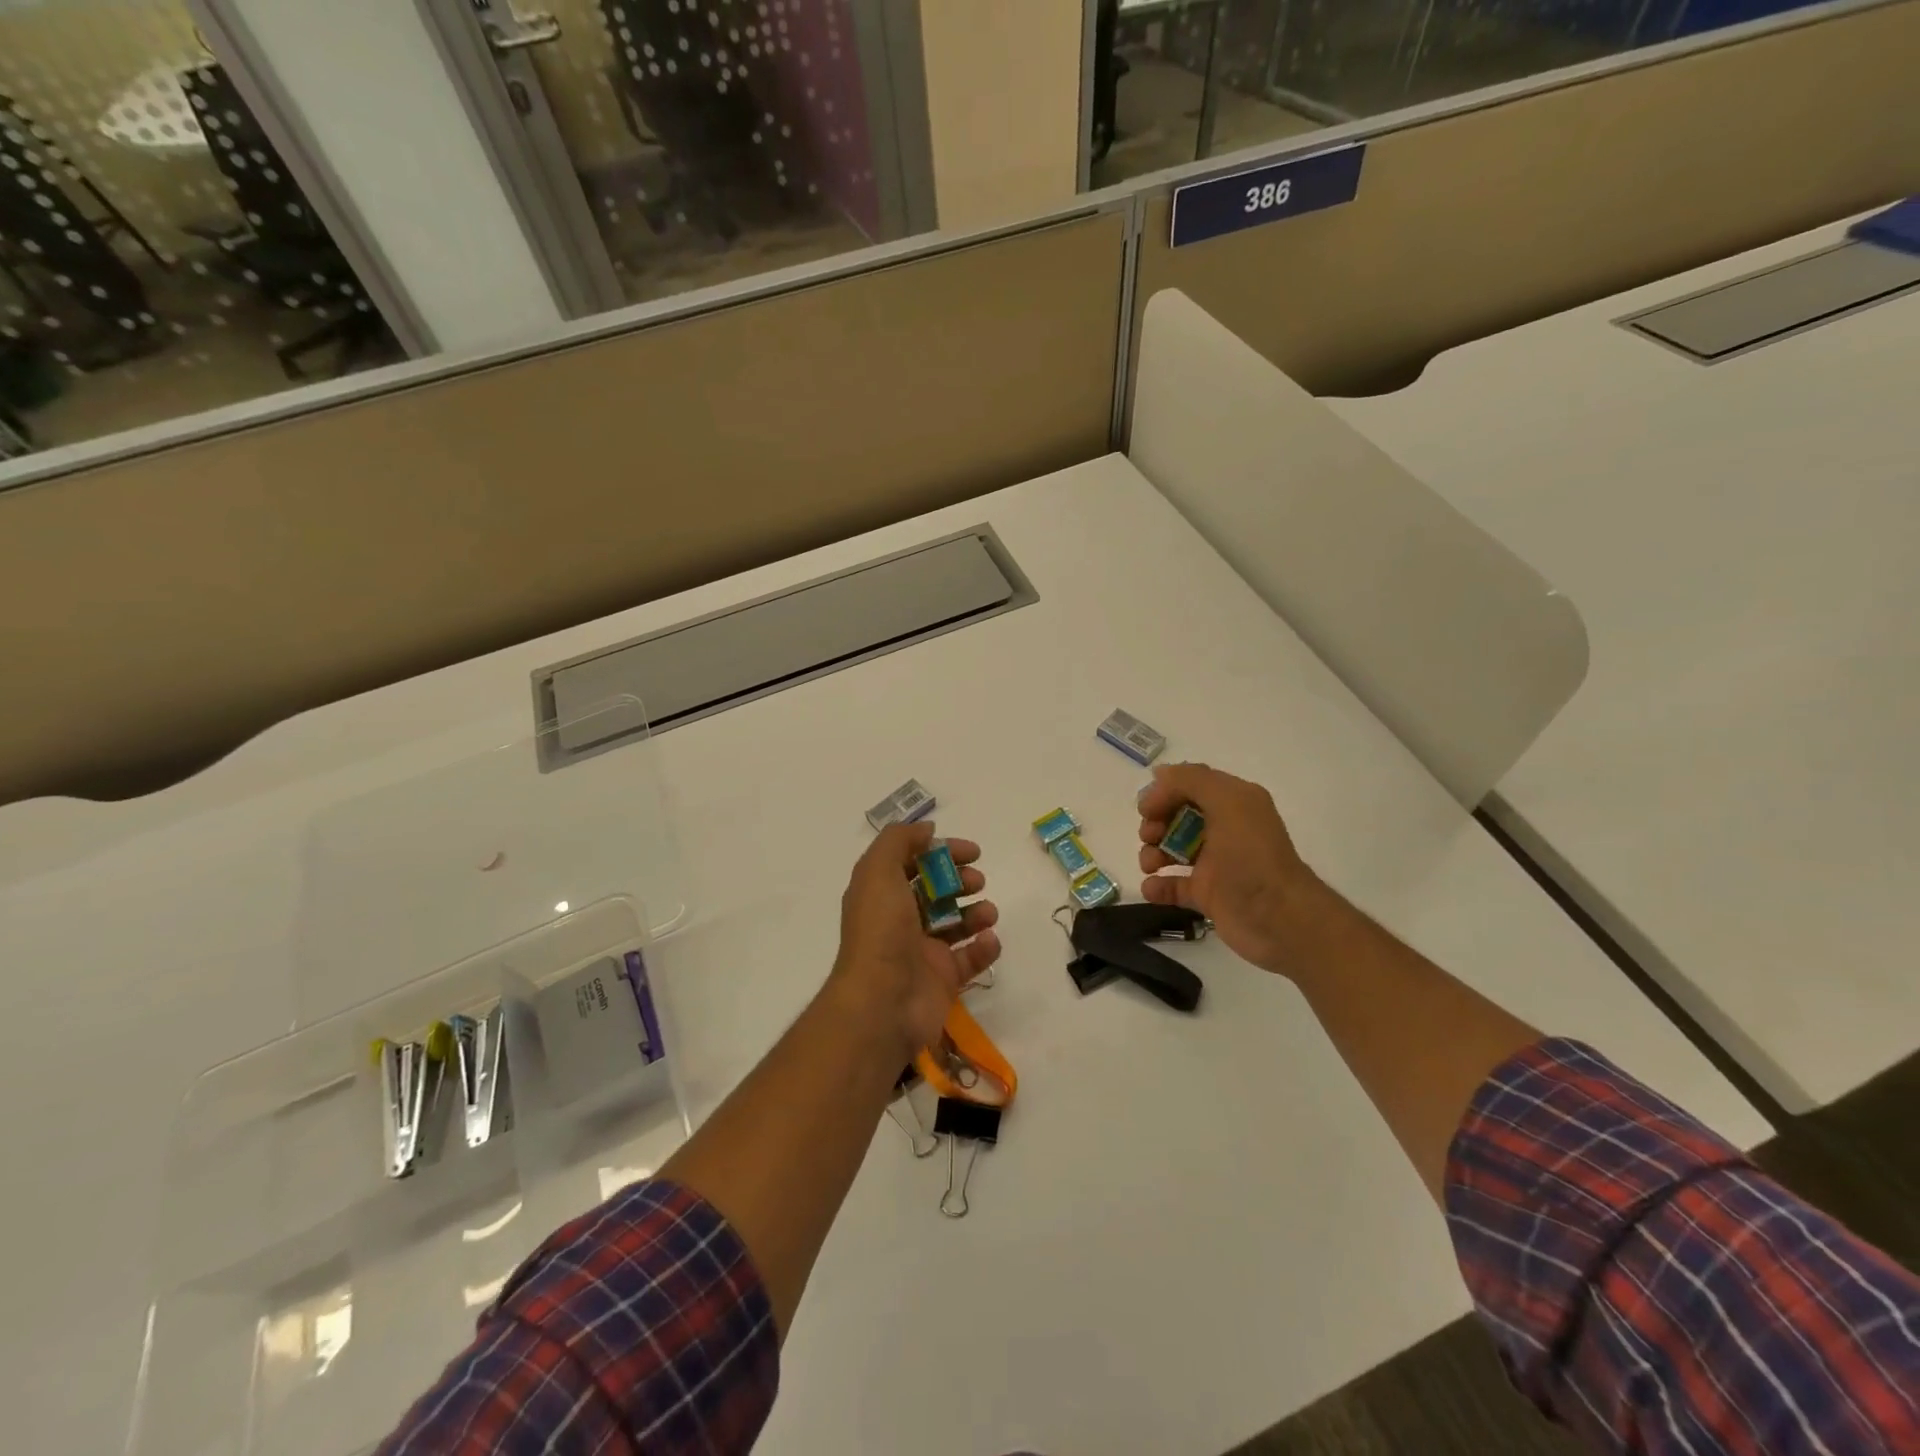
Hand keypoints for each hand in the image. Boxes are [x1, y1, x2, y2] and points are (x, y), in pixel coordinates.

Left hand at [828, 821, 1001, 1061]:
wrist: (883, 1003)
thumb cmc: (881, 931)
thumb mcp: (878, 872)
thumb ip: (899, 841)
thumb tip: (926, 829)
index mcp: (882, 894)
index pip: (914, 864)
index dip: (942, 852)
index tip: (972, 851)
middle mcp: (901, 921)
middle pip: (937, 892)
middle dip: (961, 881)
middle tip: (977, 881)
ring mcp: (922, 952)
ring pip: (956, 923)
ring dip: (977, 912)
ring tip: (987, 913)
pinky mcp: (943, 979)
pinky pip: (970, 959)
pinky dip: (984, 947)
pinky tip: (989, 940)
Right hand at [1137, 762, 1332, 976]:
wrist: (1278, 919)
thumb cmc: (1251, 856)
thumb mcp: (1227, 802)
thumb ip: (1191, 780)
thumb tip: (1159, 776)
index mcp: (1234, 803)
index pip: (1190, 785)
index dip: (1164, 792)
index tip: (1147, 809)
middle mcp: (1225, 829)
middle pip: (1176, 817)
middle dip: (1156, 823)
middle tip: (1151, 837)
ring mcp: (1215, 864)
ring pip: (1171, 850)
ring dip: (1152, 853)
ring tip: (1150, 866)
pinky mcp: (1207, 895)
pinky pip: (1173, 885)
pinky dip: (1157, 885)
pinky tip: (1152, 887)